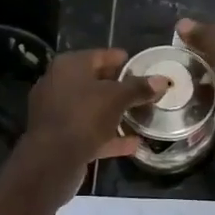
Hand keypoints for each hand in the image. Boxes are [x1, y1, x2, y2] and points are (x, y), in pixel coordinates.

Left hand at [17, 49, 164, 204]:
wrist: (52, 159)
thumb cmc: (84, 116)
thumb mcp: (117, 98)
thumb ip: (139, 88)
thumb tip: (162, 80)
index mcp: (69, 66)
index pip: (99, 56)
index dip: (120, 60)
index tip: (138, 65)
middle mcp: (58, 84)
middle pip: (94, 82)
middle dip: (118, 88)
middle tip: (141, 91)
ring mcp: (56, 112)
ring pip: (91, 108)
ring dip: (113, 113)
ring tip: (139, 115)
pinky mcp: (59, 137)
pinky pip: (88, 131)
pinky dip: (108, 136)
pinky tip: (132, 143)